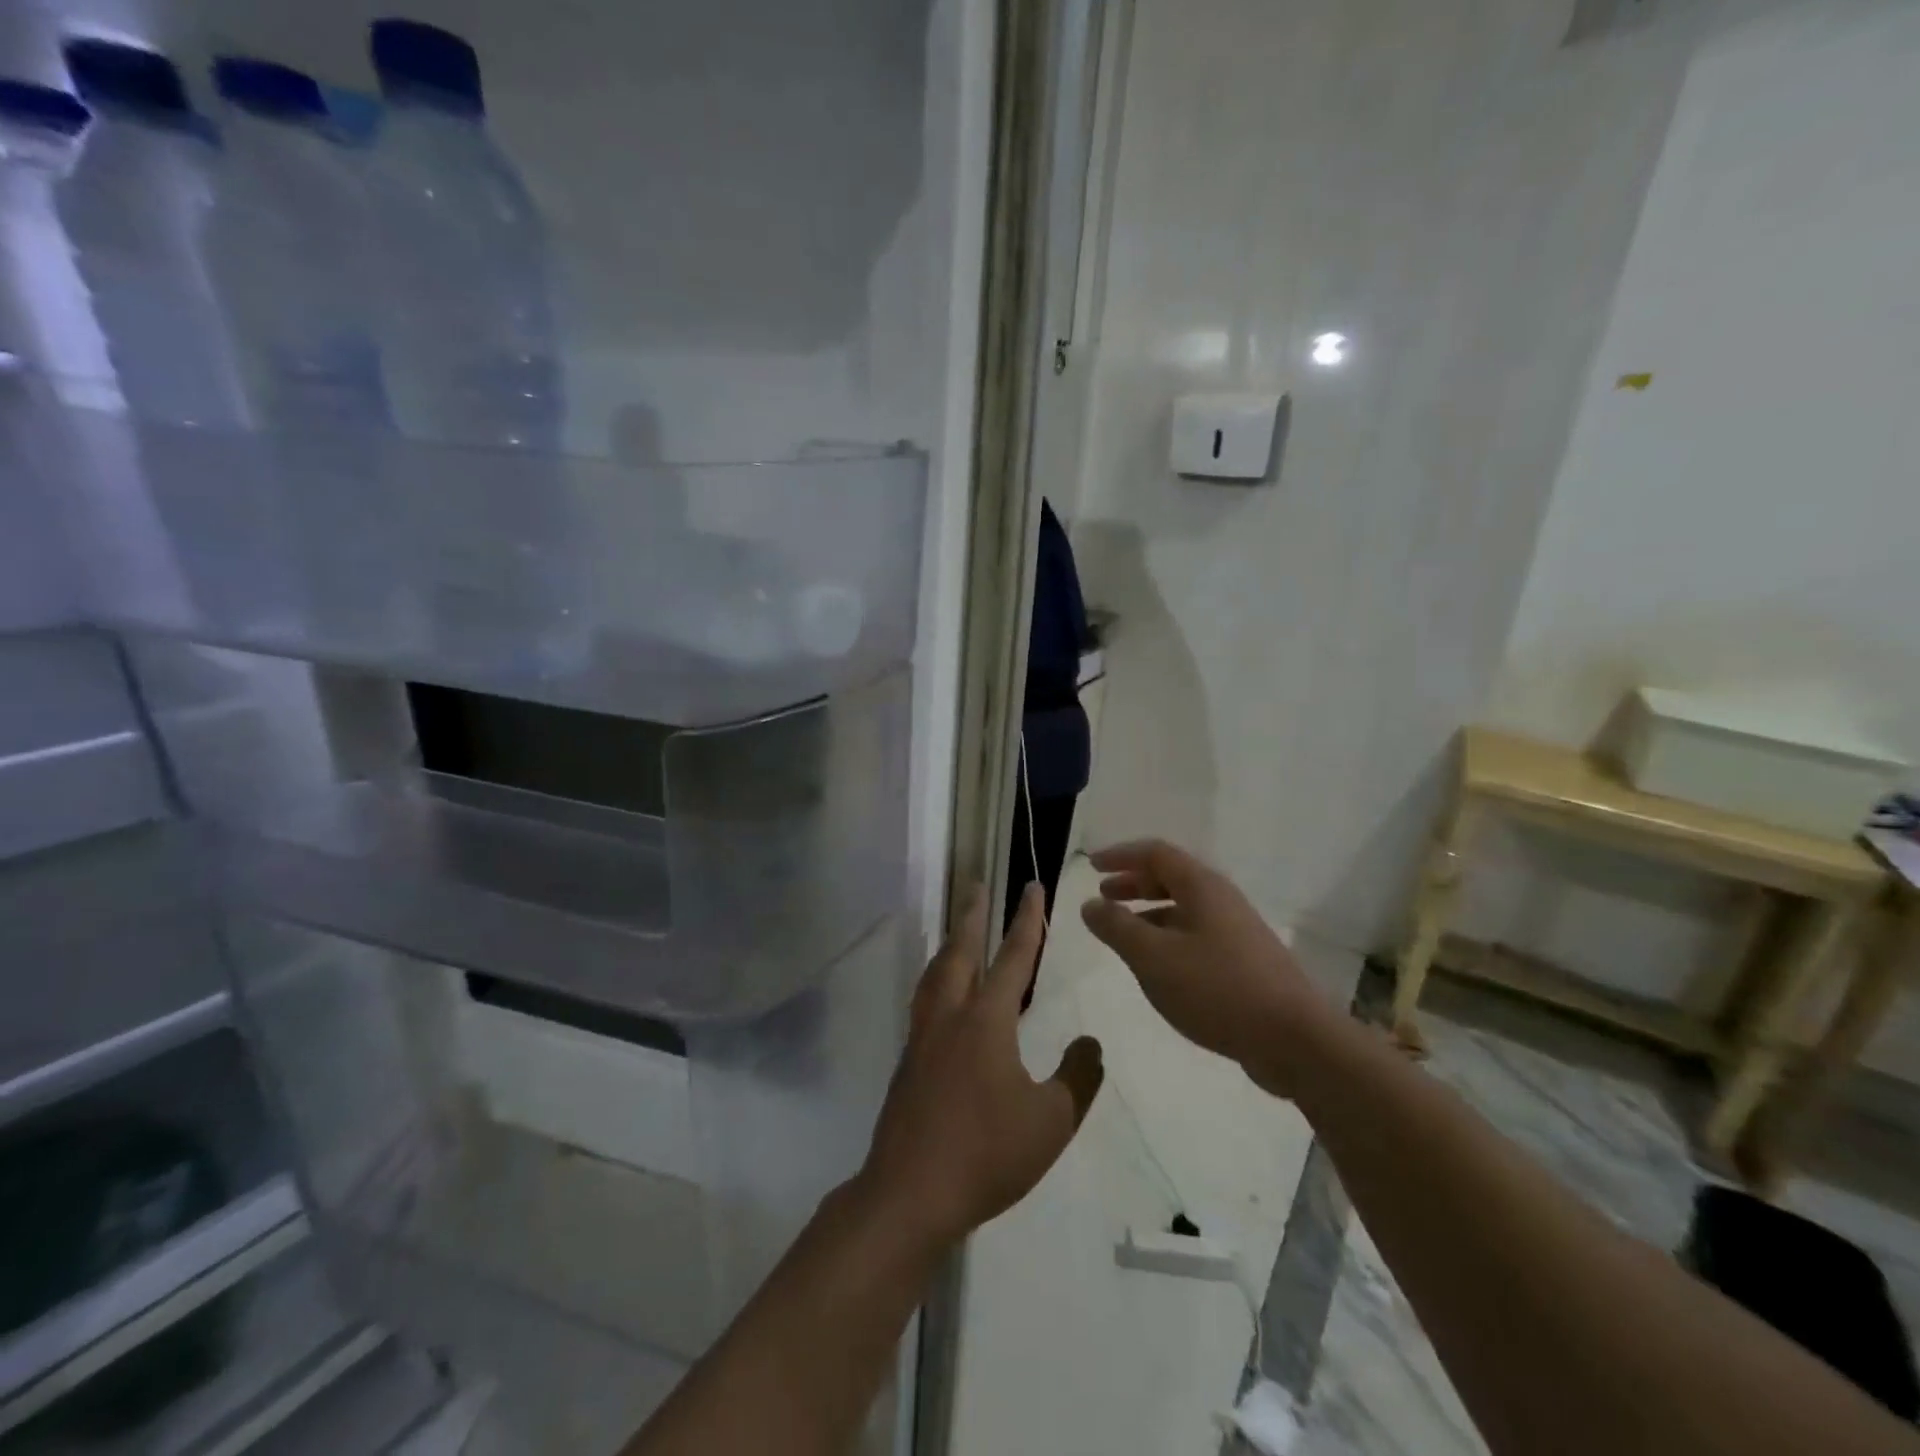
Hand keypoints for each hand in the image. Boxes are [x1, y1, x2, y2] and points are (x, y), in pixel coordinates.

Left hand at [856, 884, 1103, 1251]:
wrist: (910, 1192)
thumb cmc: (986, 1153)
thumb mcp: (1051, 1121)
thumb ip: (1077, 1078)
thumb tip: (1090, 1045)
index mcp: (986, 1020)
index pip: (1013, 957)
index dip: (1027, 920)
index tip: (1031, 887)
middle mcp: (949, 1016)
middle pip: (960, 951)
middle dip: (972, 916)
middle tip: (977, 887)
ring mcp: (922, 1038)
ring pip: (935, 974)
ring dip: (950, 945)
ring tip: (958, 933)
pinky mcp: (908, 1062)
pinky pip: (924, 1001)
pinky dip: (937, 980)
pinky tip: (943, 998)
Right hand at [1080, 839, 1330, 1096]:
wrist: (1294, 1040)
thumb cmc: (1217, 988)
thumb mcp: (1153, 957)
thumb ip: (1117, 927)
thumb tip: (1090, 904)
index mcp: (1202, 887)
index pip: (1156, 853)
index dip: (1121, 855)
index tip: (1092, 866)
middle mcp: (1221, 900)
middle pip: (1172, 878)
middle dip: (1134, 883)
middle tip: (1103, 895)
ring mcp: (1237, 932)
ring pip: (1184, 909)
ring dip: (1149, 913)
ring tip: (1123, 932)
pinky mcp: (1245, 963)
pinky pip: (1196, 936)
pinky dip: (1168, 938)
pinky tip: (1158, 966)